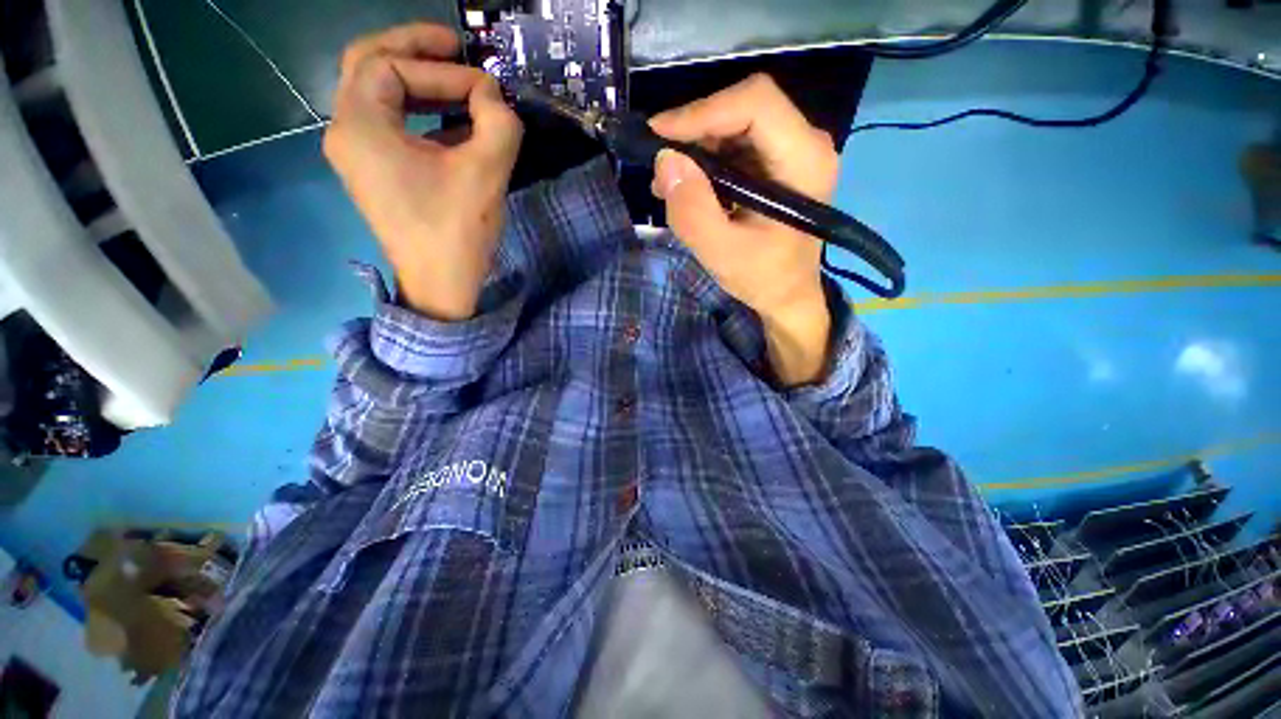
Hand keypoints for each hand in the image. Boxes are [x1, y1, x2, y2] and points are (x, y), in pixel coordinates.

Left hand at [324, 24, 522, 320]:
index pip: (392, 66)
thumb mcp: (486, 172)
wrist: (442, 287)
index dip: (442, 68)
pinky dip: (421, 114)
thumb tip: (493, 95)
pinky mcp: (377, 174)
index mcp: (360, 125)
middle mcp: (347, 132)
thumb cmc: (457, 232)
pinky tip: (454, 125)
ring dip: (419, 83)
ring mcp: (358, 155)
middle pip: (369, 66)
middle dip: (414, 51)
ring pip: (379, 95)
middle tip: (455, 46)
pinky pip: (392, 126)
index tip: (487, 88)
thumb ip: (498, 121)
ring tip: (460, 84)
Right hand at [649, 74, 839, 386]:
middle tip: (660, 163)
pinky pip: (738, 144)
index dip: (702, 111)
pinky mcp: (779, 164)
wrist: (789, 296)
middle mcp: (806, 143)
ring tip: (667, 182)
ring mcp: (794, 151)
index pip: (755, 103)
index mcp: (804, 160)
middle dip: (695, 130)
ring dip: (697, 147)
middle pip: (745, 108)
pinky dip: (707, 160)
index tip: (658, 135)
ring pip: (737, 123)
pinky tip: (686, 185)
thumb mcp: (722, 253)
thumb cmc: (763, 279)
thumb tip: (665, 161)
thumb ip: (693, 211)